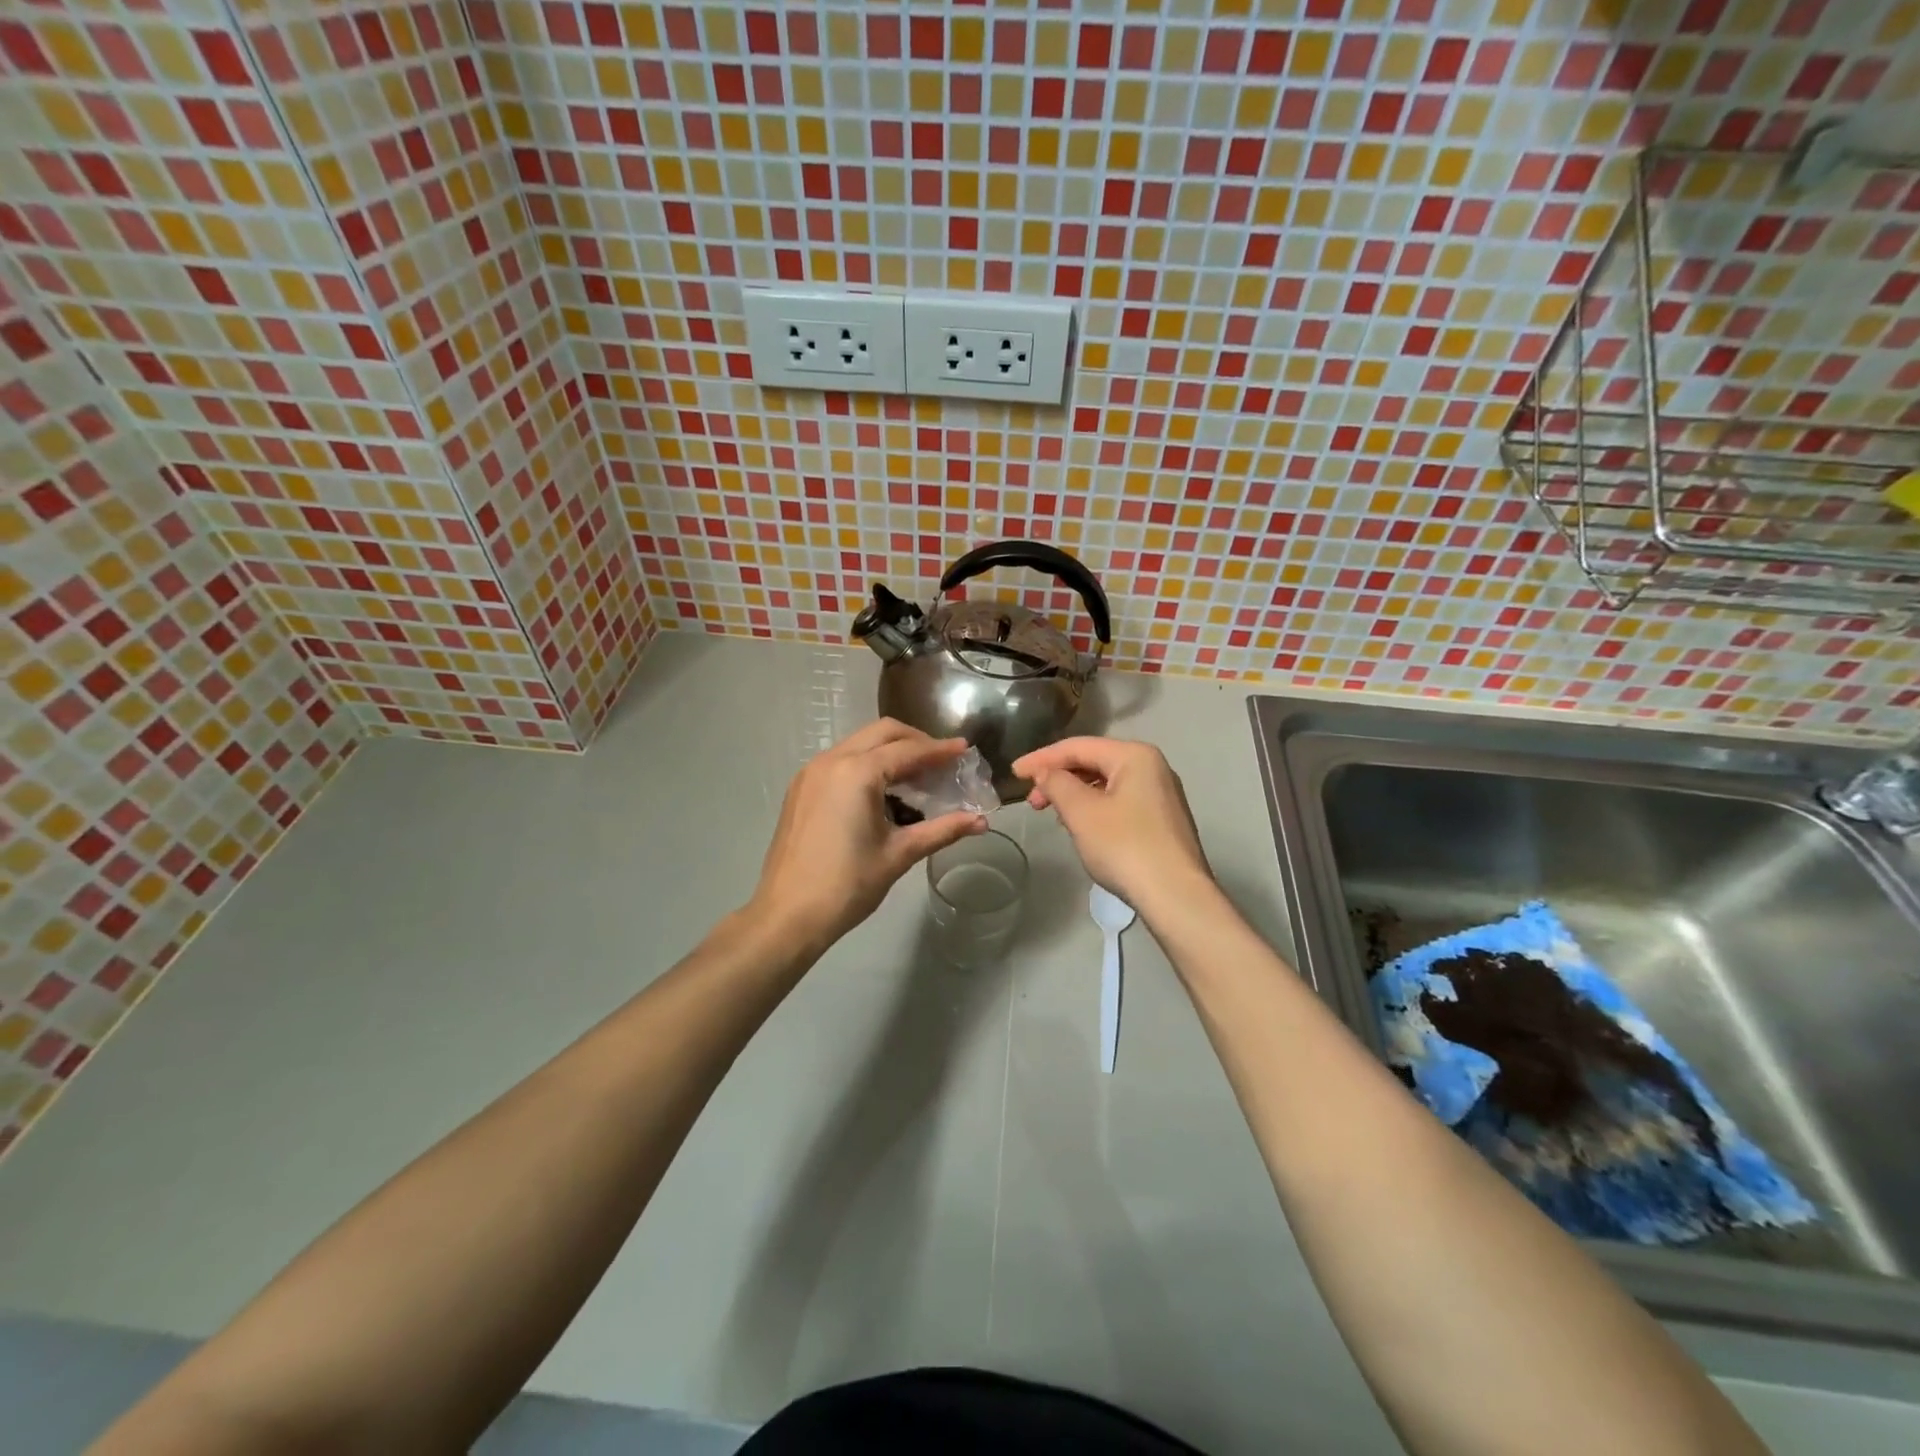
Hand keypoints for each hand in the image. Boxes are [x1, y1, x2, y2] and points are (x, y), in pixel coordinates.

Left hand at [751, 719, 988, 949]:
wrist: (787, 915)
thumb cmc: (847, 885)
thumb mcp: (899, 854)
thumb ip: (942, 830)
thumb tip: (981, 822)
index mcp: (857, 773)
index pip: (908, 750)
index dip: (940, 750)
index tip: (965, 749)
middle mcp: (831, 761)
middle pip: (882, 733)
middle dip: (915, 741)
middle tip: (941, 761)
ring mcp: (811, 773)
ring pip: (859, 744)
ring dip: (890, 752)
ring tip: (917, 777)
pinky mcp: (801, 789)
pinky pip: (841, 761)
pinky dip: (867, 764)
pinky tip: (883, 792)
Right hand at [1013, 737, 1210, 912]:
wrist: (1175, 896)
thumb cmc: (1124, 846)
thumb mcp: (1081, 812)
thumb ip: (1057, 784)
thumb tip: (1046, 773)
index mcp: (1135, 755)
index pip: (1078, 746)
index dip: (1042, 758)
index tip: (1014, 773)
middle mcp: (1152, 767)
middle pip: (1094, 762)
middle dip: (1059, 778)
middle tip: (1033, 801)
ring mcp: (1161, 794)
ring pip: (1107, 783)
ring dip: (1075, 794)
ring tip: (1054, 815)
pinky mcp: (1162, 820)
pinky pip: (1119, 801)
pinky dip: (1094, 808)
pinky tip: (1081, 827)